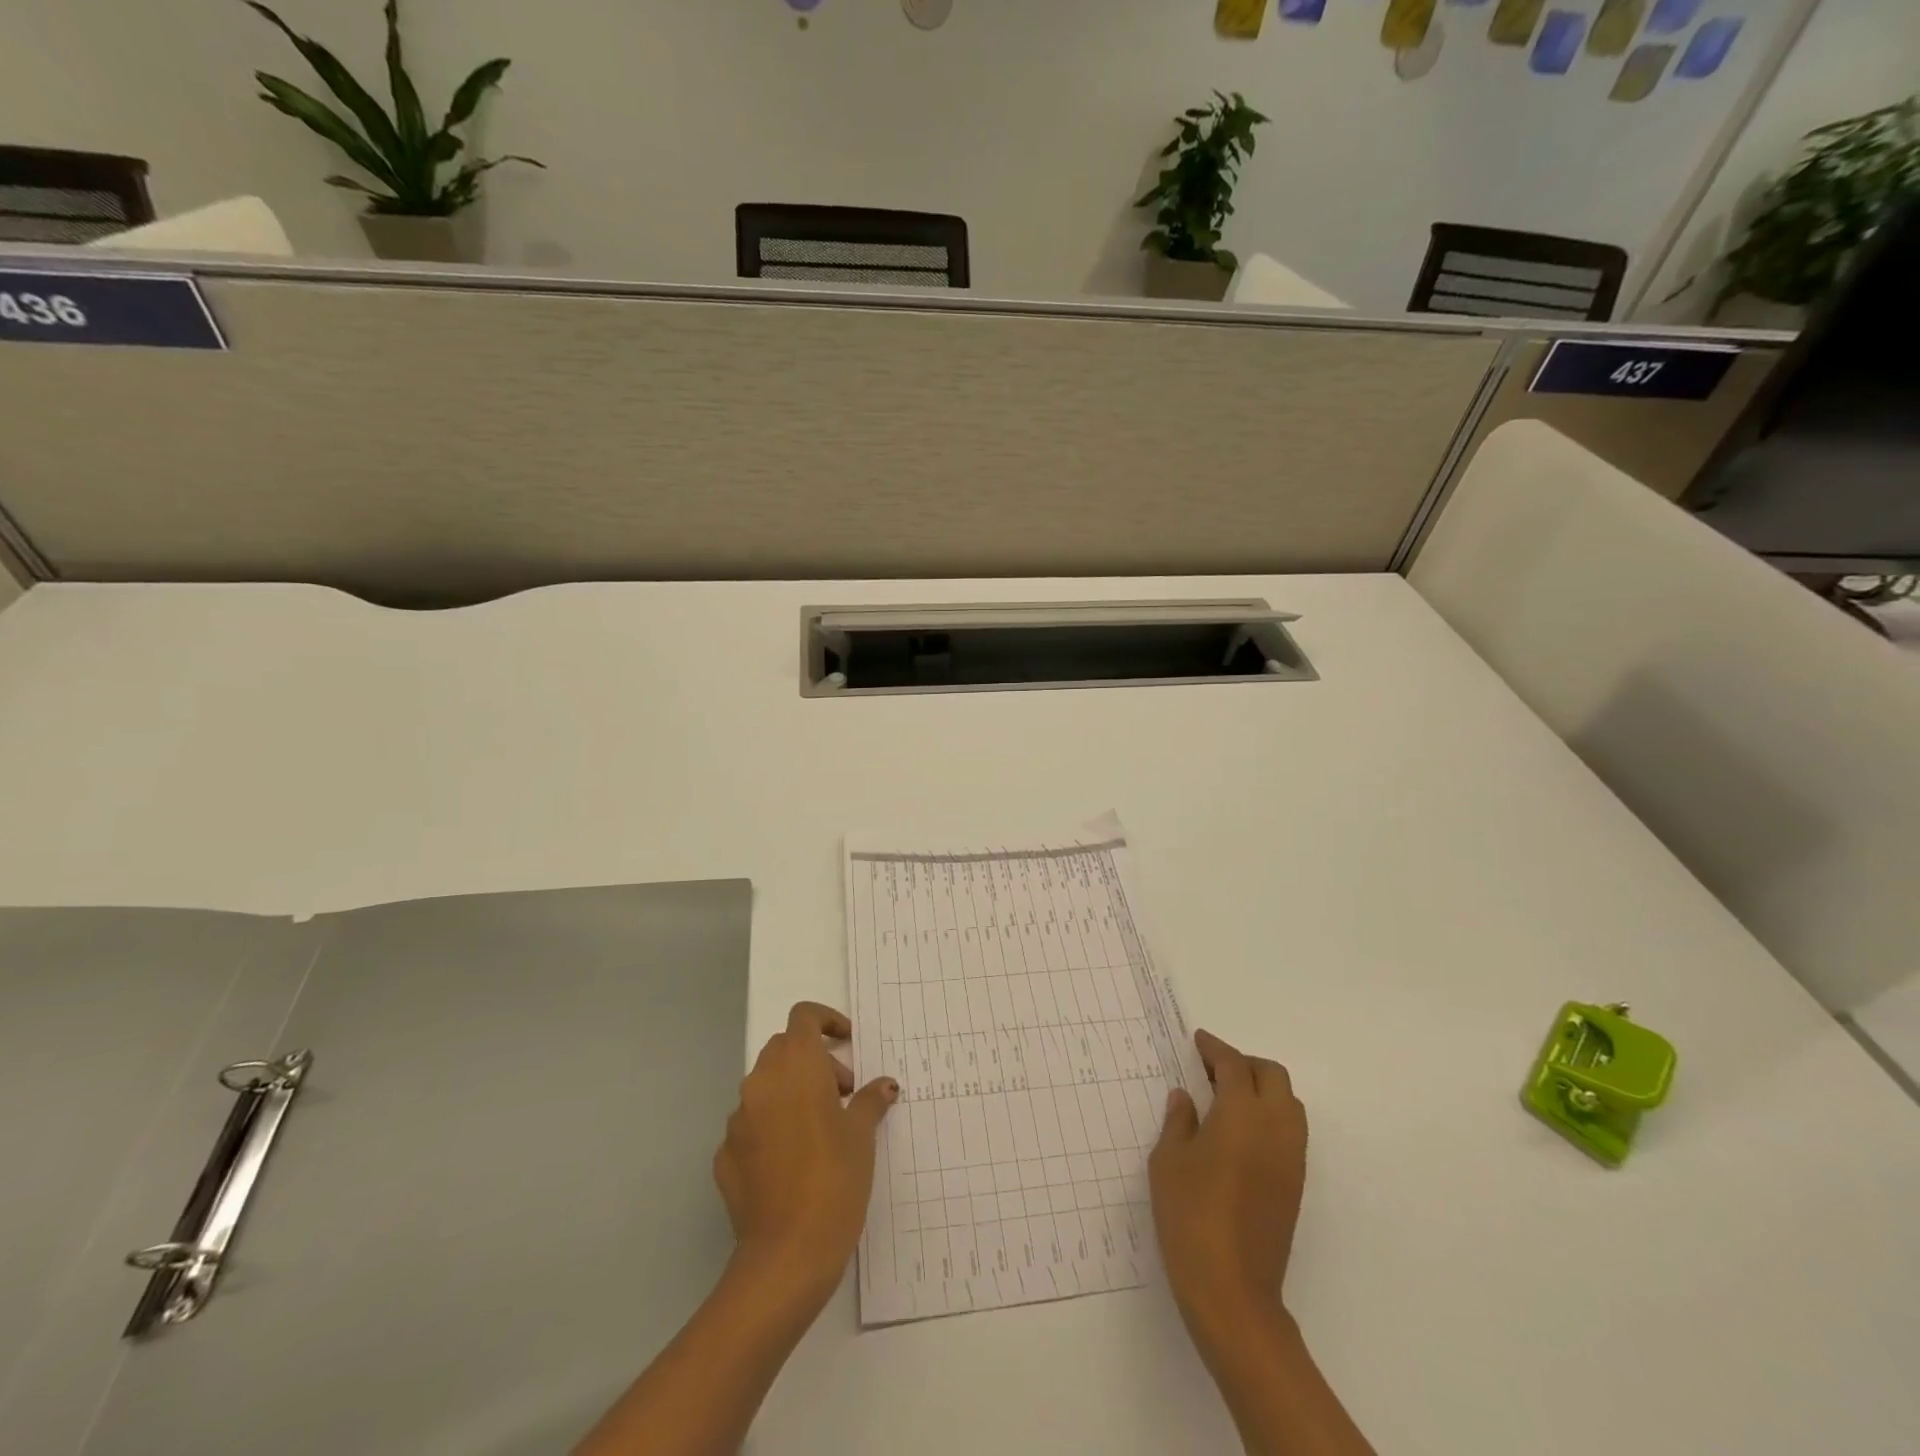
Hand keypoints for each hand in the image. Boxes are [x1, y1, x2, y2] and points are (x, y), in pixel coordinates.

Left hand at [713, 1001, 896, 1310]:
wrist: (786, 1255)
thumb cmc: (834, 1179)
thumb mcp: (862, 1135)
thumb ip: (870, 1101)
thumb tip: (884, 1087)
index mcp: (795, 1066)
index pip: (803, 1017)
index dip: (827, 1020)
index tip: (847, 1042)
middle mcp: (760, 1083)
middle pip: (784, 1049)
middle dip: (814, 1060)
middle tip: (843, 1093)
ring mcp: (737, 1120)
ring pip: (766, 1086)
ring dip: (792, 1092)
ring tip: (821, 1129)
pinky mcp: (724, 1156)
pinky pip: (751, 1125)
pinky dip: (772, 1127)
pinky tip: (793, 1161)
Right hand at [1149, 1029, 1307, 1323]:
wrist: (1232, 1289)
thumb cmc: (1190, 1215)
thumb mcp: (1168, 1161)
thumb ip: (1179, 1121)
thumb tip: (1185, 1097)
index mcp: (1242, 1113)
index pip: (1233, 1065)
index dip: (1214, 1048)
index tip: (1197, 1041)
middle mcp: (1275, 1128)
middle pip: (1272, 1075)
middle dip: (1244, 1064)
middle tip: (1212, 1069)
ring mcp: (1291, 1158)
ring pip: (1288, 1103)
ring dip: (1262, 1089)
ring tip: (1227, 1099)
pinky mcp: (1296, 1185)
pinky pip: (1290, 1131)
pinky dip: (1270, 1116)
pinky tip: (1240, 1133)